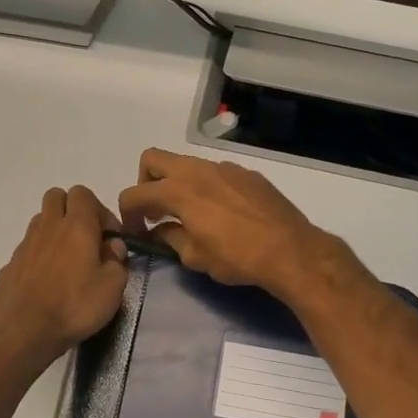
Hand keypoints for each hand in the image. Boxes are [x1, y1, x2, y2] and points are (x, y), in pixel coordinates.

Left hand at [0, 186, 129, 365]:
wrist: (25, 333)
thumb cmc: (75, 307)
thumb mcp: (113, 287)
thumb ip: (117, 260)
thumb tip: (112, 246)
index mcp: (76, 226)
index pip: (83, 193)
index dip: (99, 210)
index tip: (109, 237)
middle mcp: (47, 227)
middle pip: (56, 196)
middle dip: (72, 210)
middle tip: (85, 238)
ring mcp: (25, 245)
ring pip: (40, 221)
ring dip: (54, 231)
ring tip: (66, 261)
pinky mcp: (10, 265)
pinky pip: (27, 248)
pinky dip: (39, 256)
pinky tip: (46, 282)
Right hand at [117, 149, 338, 298]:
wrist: (291, 250)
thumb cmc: (237, 257)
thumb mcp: (195, 257)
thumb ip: (170, 238)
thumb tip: (159, 231)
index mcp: (178, 190)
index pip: (134, 194)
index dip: (127, 214)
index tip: (136, 232)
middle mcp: (197, 170)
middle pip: (153, 159)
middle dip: (145, 182)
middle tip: (155, 210)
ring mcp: (224, 167)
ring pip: (187, 164)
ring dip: (178, 183)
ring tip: (190, 214)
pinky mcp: (247, 173)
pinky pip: (215, 173)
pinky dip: (206, 187)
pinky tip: (222, 213)